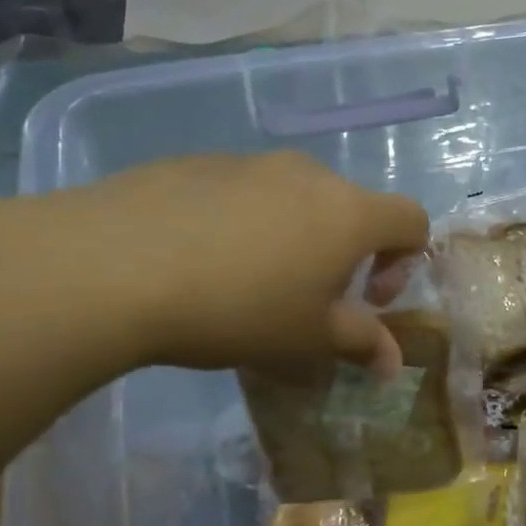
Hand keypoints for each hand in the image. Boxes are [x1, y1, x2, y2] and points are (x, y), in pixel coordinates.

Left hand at [16, 152, 428, 373]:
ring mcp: (250, 162)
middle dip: (345, 254)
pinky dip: (243, 222)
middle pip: (351, 208)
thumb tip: (392, 363)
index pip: (412, 220)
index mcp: (349, 213)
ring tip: (248, 281)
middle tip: (307, 299)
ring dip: (293, 237)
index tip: (368, 300)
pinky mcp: (197, 162)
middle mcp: (309, 175)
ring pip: (295, 198)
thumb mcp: (307, 339)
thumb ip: (361, 344)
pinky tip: (200, 260)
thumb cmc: (237, 308)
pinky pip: (243, 192)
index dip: (405, 262)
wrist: (114, 265)